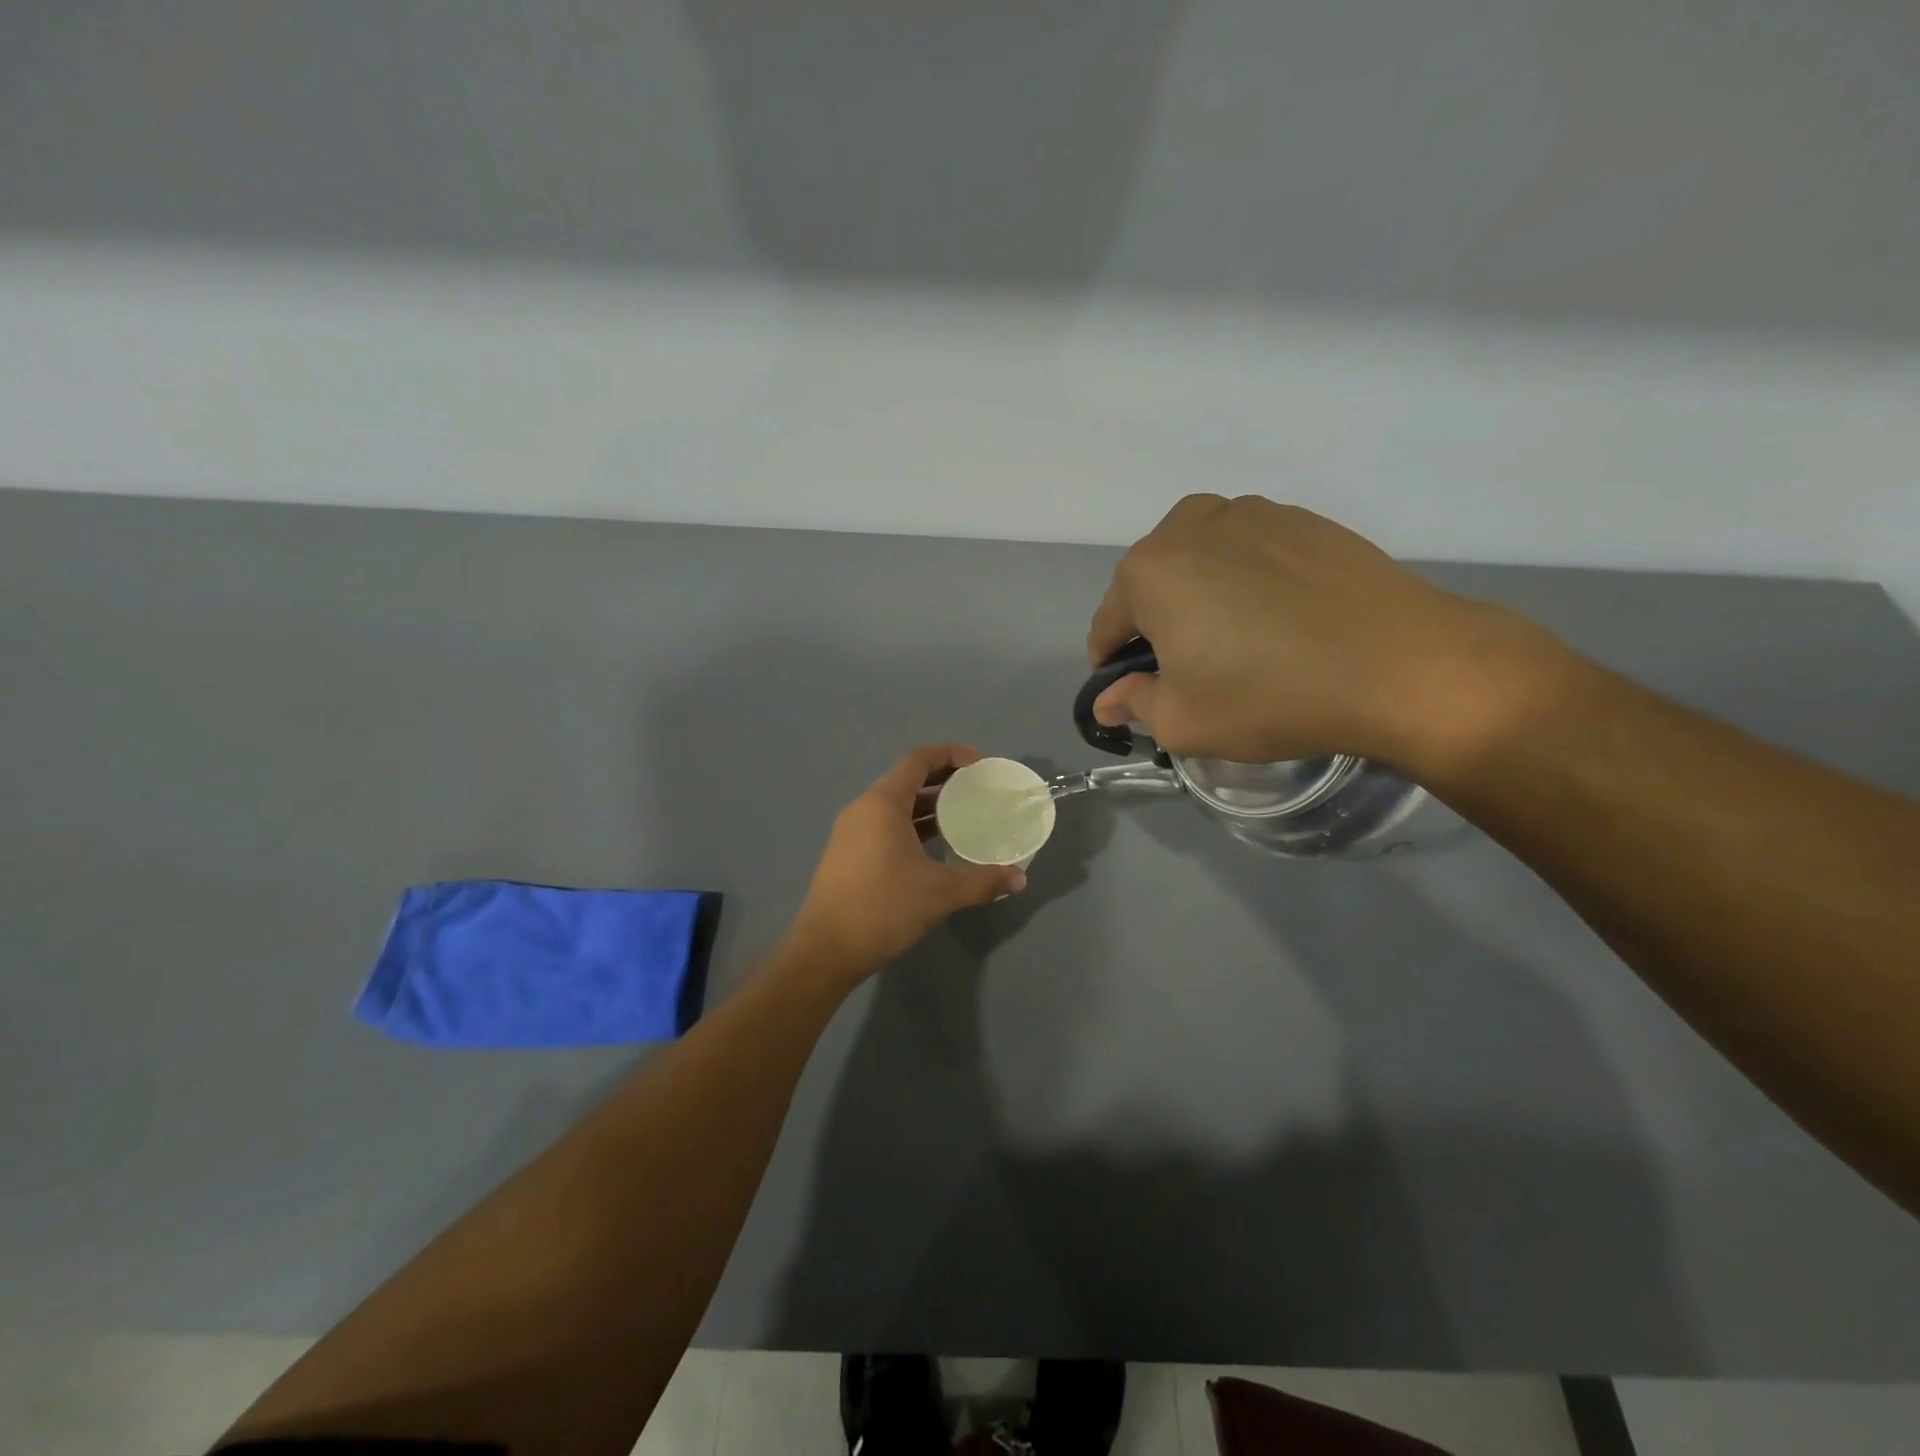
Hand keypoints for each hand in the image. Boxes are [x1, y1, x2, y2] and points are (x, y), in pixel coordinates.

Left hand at [790, 745, 1026, 976]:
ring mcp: (851, 831)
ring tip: (962, 818)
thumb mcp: (940, 893)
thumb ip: (982, 881)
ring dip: (927, 806)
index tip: (979, 765)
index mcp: (883, 803)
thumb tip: (1020, 878)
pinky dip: (911, 826)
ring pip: (895, 805)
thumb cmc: (883, 908)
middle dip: (943, 780)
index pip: (918, 759)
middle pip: (907, 779)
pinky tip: (933, 849)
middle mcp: (863, 808)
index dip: (950, 754)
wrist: (826, 950)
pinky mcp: (847, 854)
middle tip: (976, 791)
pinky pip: (884, 825)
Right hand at [1088, 495, 1559, 771]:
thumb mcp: (1182, 722)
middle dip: (1157, 624)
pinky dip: (1248, 582)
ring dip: (1201, 597)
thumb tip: (1108, 699)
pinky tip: (1280, 620)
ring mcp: (1252, 513)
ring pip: (1201, 561)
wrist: (1400, 665)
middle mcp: (1191, 525)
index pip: (1108, 622)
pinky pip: (1250, 553)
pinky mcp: (1303, 519)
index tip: (1130, 690)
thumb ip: (1133, 703)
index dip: (1112, 663)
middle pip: (1153, 584)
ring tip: (1238, 641)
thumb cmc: (1270, 696)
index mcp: (1149, 570)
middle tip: (1190, 668)